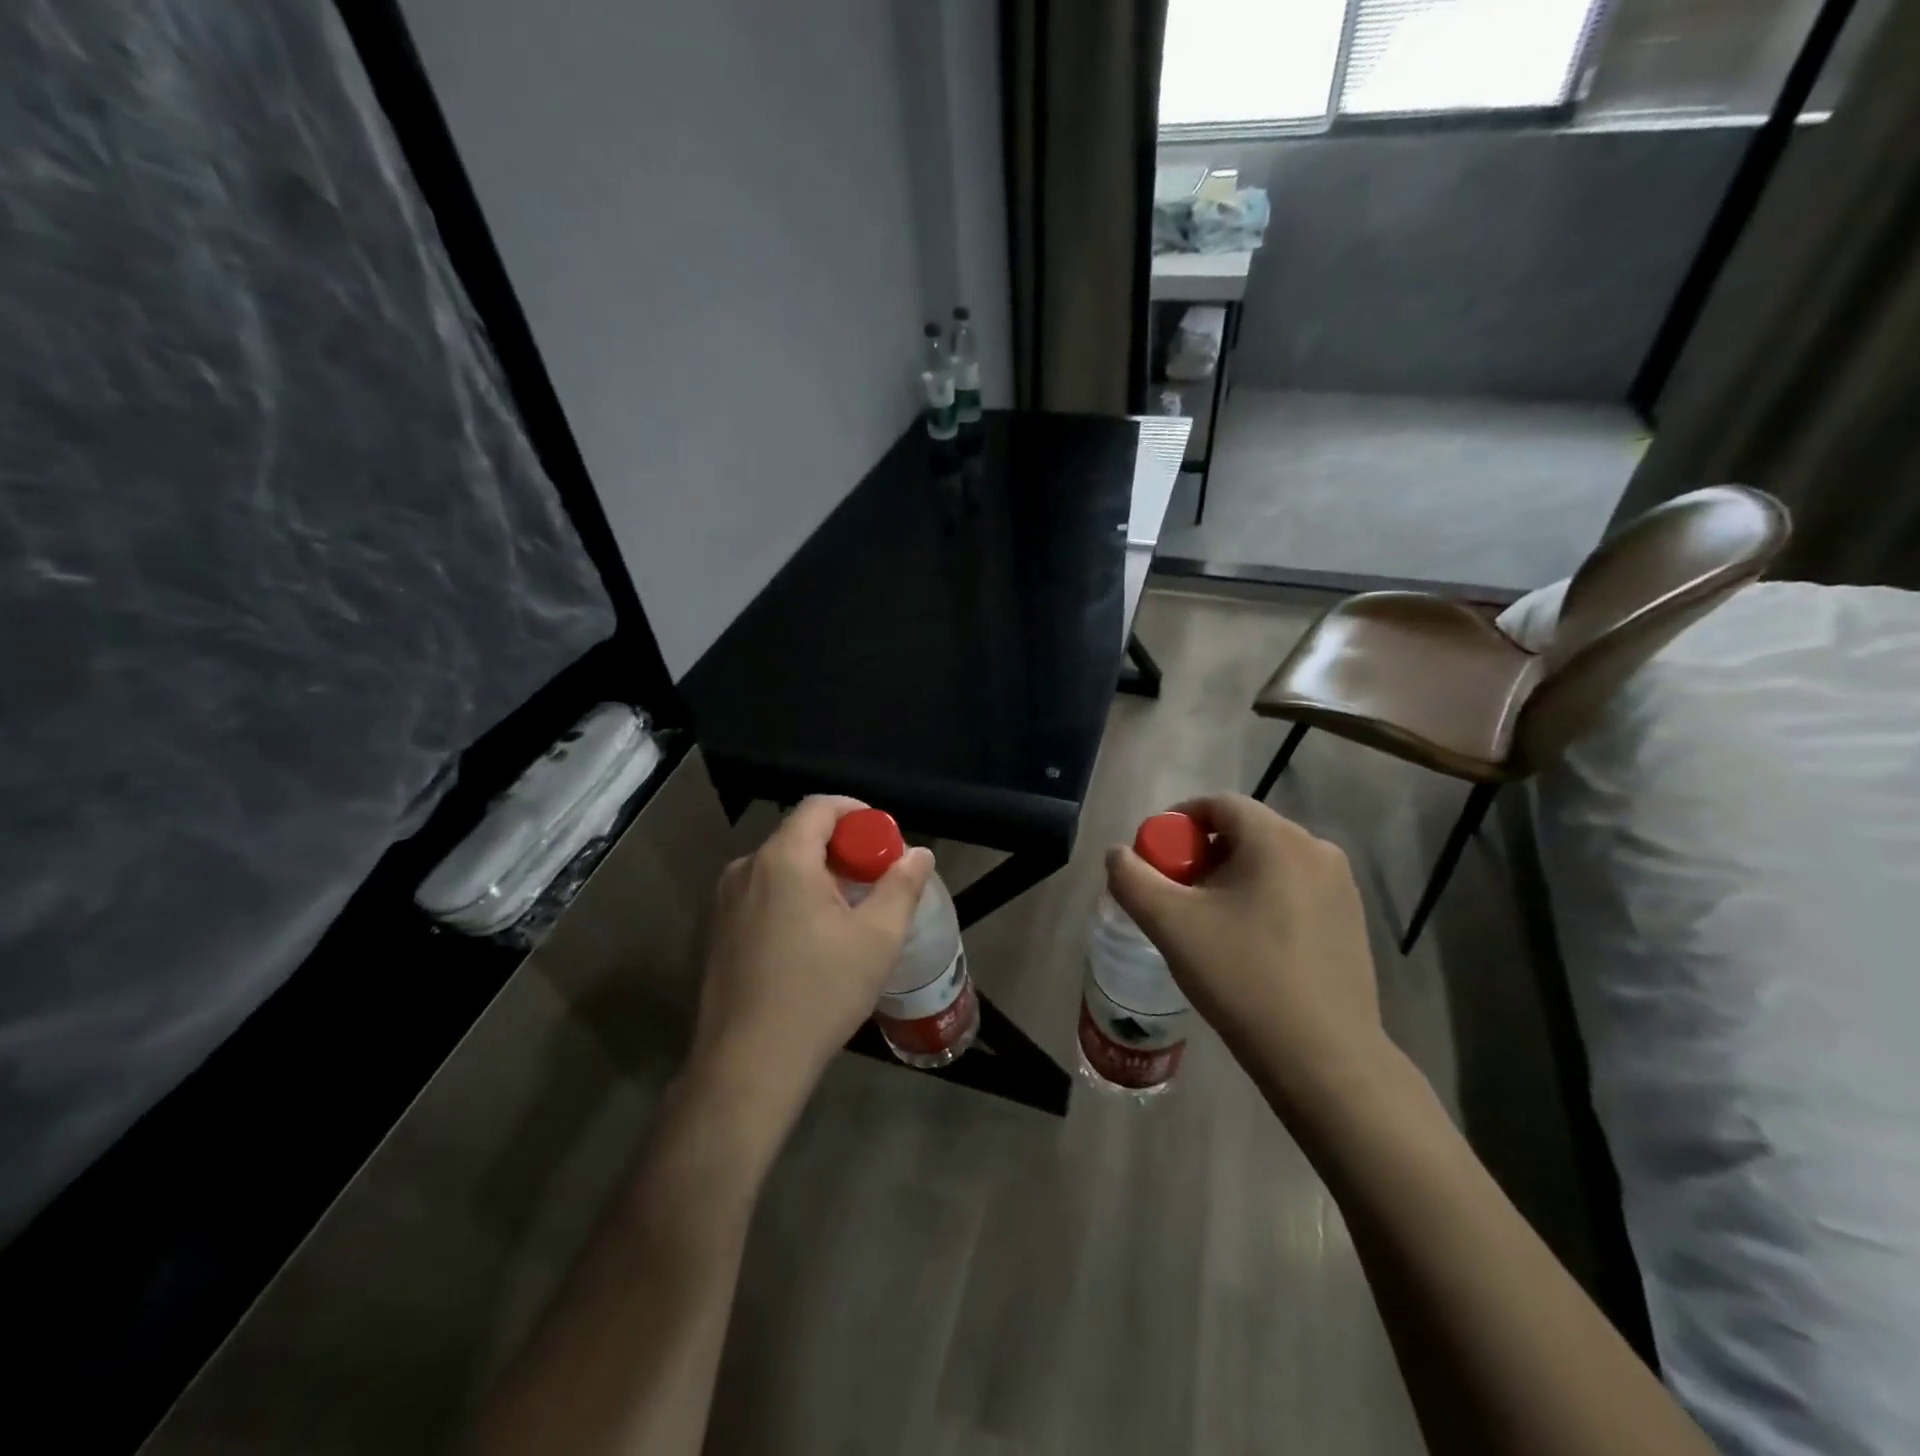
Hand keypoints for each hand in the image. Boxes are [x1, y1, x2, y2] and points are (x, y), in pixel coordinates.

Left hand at [688, 796, 933, 1137]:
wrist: (748, 1065)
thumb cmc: (819, 993)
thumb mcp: (877, 938)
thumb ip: (901, 886)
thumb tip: (919, 853)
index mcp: (783, 860)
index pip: (820, 806)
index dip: (858, 812)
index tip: (884, 840)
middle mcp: (746, 869)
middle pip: (800, 836)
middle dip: (842, 849)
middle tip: (874, 881)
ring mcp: (724, 902)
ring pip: (780, 868)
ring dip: (817, 876)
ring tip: (847, 915)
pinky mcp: (716, 932)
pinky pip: (761, 895)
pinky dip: (791, 899)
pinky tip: (810, 943)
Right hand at [1105, 793, 1386, 1112]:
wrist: (1323, 1057)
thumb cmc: (1242, 978)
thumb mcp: (1170, 924)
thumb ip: (1132, 879)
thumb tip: (1118, 854)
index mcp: (1277, 839)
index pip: (1217, 804)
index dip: (1176, 822)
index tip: (1155, 858)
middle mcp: (1316, 849)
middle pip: (1243, 831)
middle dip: (1201, 855)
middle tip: (1176, 895)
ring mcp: (1341, 885)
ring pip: (1269, 861)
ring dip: (1230, 878)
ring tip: (1208, 922)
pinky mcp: (1351, 919)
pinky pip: (1293, 888)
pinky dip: (1261, 897)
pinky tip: (1248, 943)